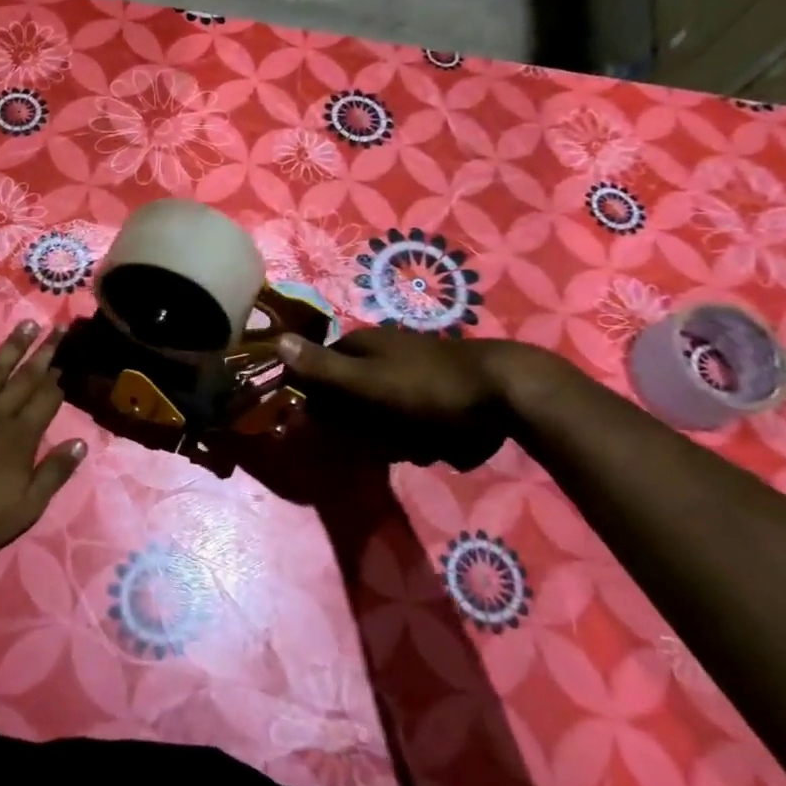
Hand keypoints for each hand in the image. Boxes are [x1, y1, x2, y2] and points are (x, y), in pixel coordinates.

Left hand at [0, 322, 86, 581]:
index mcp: (21, 437)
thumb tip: (81, 442)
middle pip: (24, 377)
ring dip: (11, 346)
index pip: (46, 398)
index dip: (58, 377)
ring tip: (27, 324)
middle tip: (57, 327)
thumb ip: (55, 472)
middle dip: (43, 351)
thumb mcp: (29, 506)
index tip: (67, 359)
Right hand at [275, 328, 538, 469]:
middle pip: (350, 396)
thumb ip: (322, 368)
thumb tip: (276, 340)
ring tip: (415, 444)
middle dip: (361, 425)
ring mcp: (413, 371)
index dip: (318, 401)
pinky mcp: (439, 393)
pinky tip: (437, 444)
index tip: (326, 429)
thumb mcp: (367, 382)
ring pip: (381, 413)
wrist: (508, 395)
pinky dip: (420, 435)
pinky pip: (413, 420)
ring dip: (392, 435)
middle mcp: (383, 353)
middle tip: (383, 442)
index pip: (319, 371)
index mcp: (362, 344)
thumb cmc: (429, 388)